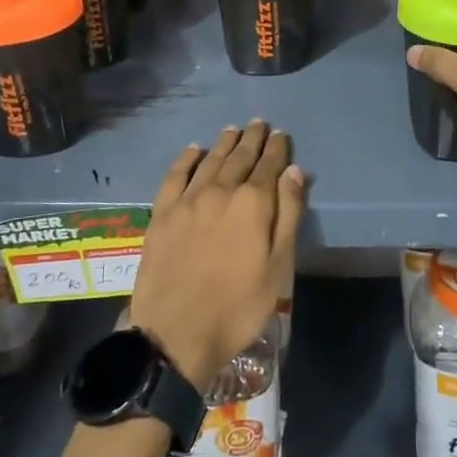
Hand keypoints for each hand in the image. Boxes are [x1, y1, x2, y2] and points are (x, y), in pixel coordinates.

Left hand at [128, 121, 305, 389]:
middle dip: (252, 140)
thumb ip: (288, 215)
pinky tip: (193, 150)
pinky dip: (186, 159)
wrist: (175, 333)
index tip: (281, 135)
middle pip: (239, 158)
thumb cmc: (237, 307)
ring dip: (223, 143)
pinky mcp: (161, 214)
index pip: (269, 166)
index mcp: (252, 204)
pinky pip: (175, 175)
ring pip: (209, 161)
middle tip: (259, 123)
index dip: (277, 149)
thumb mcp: (277, 267)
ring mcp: (187, 201)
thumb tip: (294, 171)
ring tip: (233, 130)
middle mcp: (220, 191)